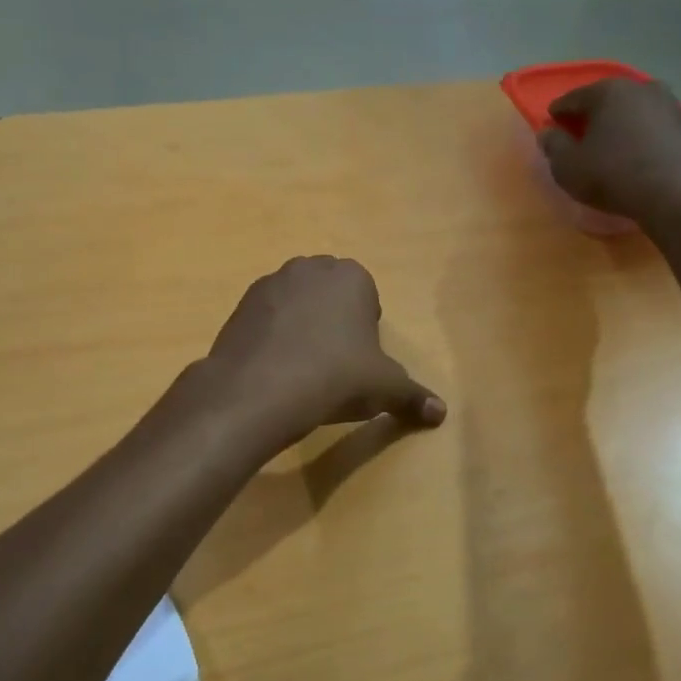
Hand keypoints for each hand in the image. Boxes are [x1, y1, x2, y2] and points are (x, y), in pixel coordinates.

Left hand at [204, 257, 445, 446]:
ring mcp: (270, 283)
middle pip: (331, 298)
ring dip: (302, 329)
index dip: (367, 332)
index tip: (361, 362)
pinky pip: (267, 319)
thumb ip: (414, 396)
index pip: (368, 299)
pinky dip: (273, 338)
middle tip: (335, 366)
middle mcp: (309, 268)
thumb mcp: (385, 389)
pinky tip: (274, 371)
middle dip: (335, 324)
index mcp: (351, 276)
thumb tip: (441, 413)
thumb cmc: (335, 377)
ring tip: (302, 371)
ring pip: (297, 305)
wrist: (258, 391)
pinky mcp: (239, 305)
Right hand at [539, 77, 680, 225]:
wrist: (674, 192)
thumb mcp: (568, 166)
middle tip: (578, 135)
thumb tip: (547, 132)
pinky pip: (651, 125)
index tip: (551, 126)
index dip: (558, 113)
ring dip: (618, 124)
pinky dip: (639, 135)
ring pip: (631, 111)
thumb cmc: (612, 175)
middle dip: (590, 116)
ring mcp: (667, 103)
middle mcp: (638, 87)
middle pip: (605, 100)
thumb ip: (553, 146)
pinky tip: (634, 153)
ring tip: (608, 145)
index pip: (572, 98)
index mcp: (607, 91)